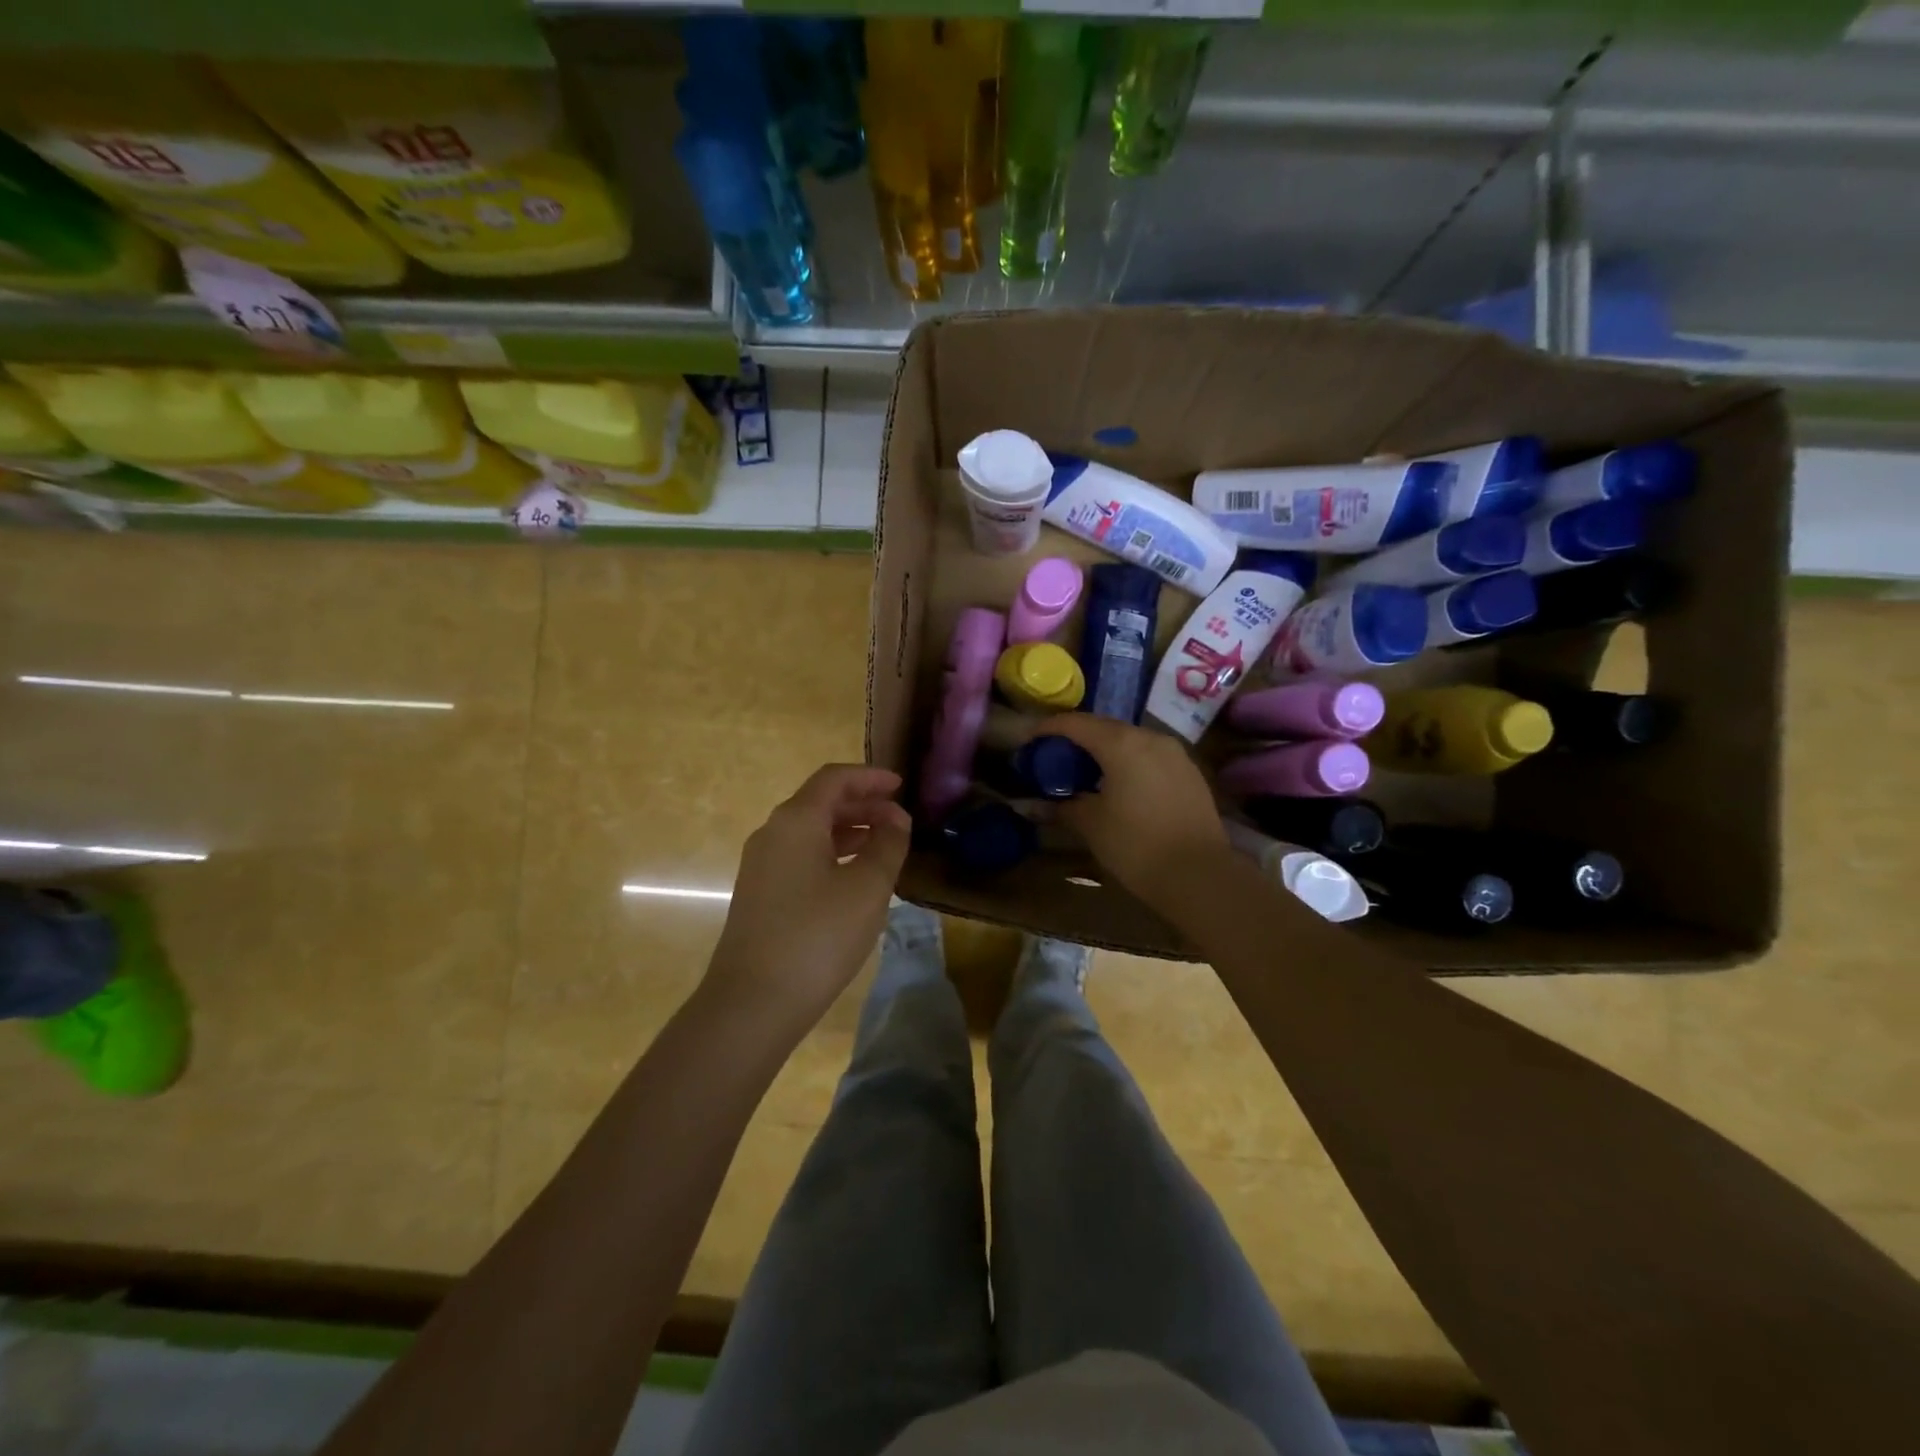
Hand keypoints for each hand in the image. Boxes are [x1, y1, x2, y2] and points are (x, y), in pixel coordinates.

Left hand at [706, 765, 912, 1031]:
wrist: (752, 1003)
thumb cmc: (817, 936)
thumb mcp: (867, 888)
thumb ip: (888, 845)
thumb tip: (896, 820)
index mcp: (796, 820)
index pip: (834, 779)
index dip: (870, 777)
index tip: (901, 786)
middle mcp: (773, 833)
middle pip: (821, 803)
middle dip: (863, 805)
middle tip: (900, 820)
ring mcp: (761, 865)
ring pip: (811, 832)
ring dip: (850, 831)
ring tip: (885, 847)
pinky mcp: (760, 894)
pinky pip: (801, 857)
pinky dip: (833, 855)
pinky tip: (855, 879)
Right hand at [1044, 715, 1229, 902]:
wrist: (1200, 875)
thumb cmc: (1136, 845)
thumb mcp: (1091, 825)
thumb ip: (1062, 807)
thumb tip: (1034, 806)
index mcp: (1121, 743)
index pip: (1076, 723)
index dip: (1049, 728)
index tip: (1030, 740)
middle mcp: (1150, 738)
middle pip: (1105, 727)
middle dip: (1077, 738)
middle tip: (1055, 757)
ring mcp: (1175, 753)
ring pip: (1131, 741)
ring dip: (1105, 750)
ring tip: (1086, 772)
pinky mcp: (1190, 772)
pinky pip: (1150, 756)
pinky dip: (1129, 762)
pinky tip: (1119, 785)